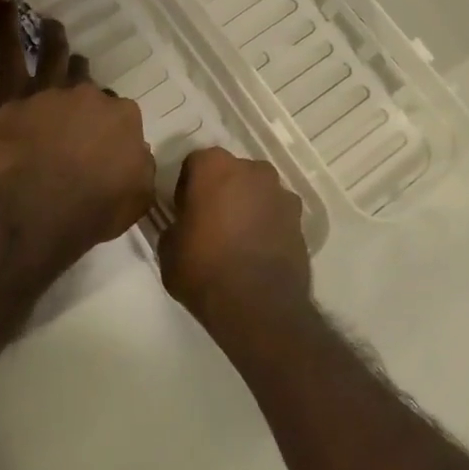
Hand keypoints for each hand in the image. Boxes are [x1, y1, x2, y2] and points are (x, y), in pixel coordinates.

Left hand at [0, 0, 154, 257]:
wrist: (44, 208)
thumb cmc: (94, 208)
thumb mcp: (139, 194)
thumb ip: (140, 165)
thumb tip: (135, 152)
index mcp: (123, 117)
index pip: (117, 111)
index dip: (107, 123)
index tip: (100, 138)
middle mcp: (90, 95)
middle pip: (87, 83)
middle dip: (83, 85)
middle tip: (75, 92)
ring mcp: (52, 89)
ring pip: (57, 57)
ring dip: (56, 40)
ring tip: (53, 27)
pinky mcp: (14, 93)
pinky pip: (10, 50)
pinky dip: (7, 23)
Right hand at [158, 146, 310, 336]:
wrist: (258, 305)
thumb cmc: (204, 269)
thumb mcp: (168, 249)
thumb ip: (176, 225)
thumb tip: (184, 225)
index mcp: (214, 167)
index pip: (195, 164)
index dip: (187, 187)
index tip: (185, 212)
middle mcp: (252, 169)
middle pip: (231, 173)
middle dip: (221, 191)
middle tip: (211, 223)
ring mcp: (280, 193)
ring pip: (257, 192)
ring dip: (248, 206)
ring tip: (238, 240)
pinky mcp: (300, 219)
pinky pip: (277, 214)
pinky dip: (268, 225)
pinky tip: (259, 252)